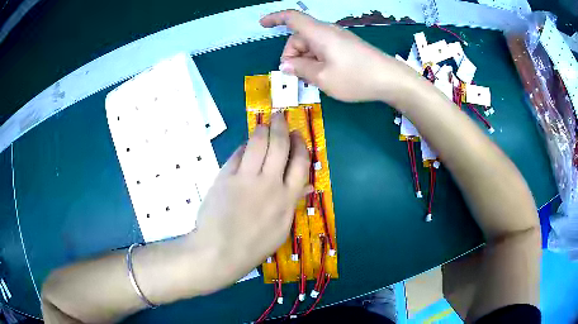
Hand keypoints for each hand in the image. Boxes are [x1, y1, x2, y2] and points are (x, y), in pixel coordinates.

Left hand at [194, 113, 309, 284]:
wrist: (220, 251)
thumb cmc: (254, 246)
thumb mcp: (281, 229)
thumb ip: (293, 204)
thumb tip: (306, 186)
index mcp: (287, 198)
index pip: (301, 162)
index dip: (301, 144)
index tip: (298, 135)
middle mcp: (269, 183)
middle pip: (280, 145)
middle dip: (281, 126)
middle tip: (280, 117)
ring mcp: (245, 178)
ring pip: (257, 143)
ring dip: (262, 130)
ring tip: (263, 125)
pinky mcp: (225, 176)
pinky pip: (237, 154)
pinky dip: (243, 147)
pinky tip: (245, 146)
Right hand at [260, 10, 413, 102]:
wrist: (391, 79)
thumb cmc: (355, 77)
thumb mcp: (322, 77)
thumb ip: (300, 69)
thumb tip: (285, 65)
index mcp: (318, 33)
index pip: (291, 18)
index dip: (274, 18)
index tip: (262, 25)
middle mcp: (327, 31)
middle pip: (299, 37)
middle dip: (293, 56)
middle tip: (298, 78)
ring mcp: (339, 39)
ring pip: (311, 46)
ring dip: (306, 61)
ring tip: (315, 81)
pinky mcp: (347, 47)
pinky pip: (324, 50)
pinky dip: (318, 61)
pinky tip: (325, 77)